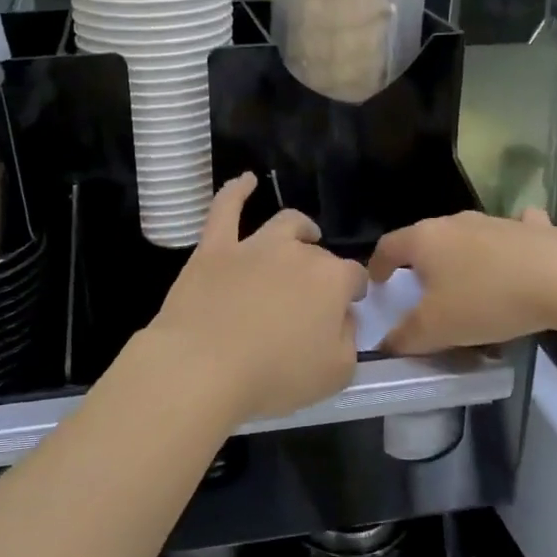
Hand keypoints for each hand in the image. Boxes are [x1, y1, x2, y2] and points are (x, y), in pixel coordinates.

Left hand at [143, 173, 367, 424]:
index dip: (353, 291)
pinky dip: (237, 191)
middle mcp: (296, 252)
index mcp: (331, 280)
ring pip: (284, 224)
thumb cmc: (273, 376)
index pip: (353, 276)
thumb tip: (344, 317)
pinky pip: (226, 208)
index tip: (348, 307)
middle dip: (322, 270)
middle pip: (318, 253)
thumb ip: (349, 340)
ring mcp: (253, 245)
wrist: (202, 366)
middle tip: (312, 298)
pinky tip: (246, 180)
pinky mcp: (214, 248)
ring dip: (299, 227)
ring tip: (304, 233)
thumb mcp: (335, 373)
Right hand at [367, 208, 556, 355]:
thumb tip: (386, 344)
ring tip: (466, 283)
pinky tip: (518, 258)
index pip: (388, 246)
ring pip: (468, 236)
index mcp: (425, 240)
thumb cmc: (487, 299)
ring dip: (462, 256)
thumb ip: (405, 338)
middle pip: (427, 239)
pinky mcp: (534, 229)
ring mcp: (496, 222)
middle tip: (421, 290)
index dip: (377, 265)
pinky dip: (508, 245)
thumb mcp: (437, 329)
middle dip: (420, 263)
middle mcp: (456, 222)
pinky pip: (513, 234)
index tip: (376, 283)